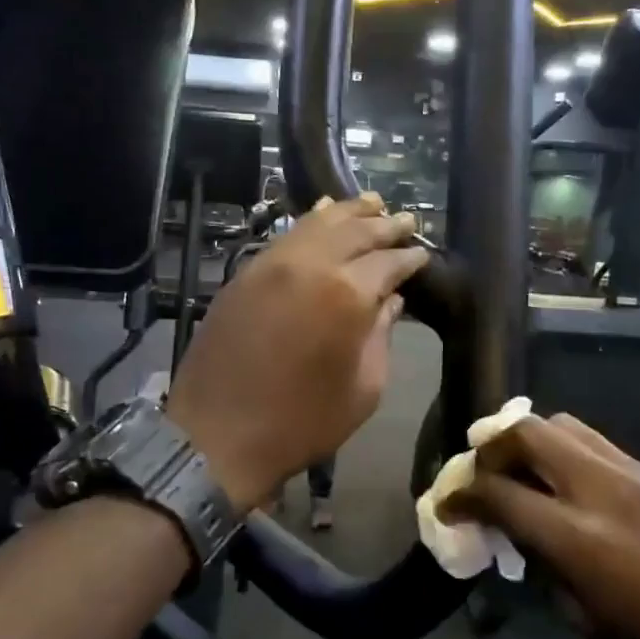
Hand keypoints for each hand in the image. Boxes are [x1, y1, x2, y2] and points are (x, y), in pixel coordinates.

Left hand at [167, 194, 427, 509]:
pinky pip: (286, 235)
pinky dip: (311, 221)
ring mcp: (272, 264)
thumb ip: (380, 337)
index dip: (410, 257)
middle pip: (356, 231)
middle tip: (406, 220)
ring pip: (318, 222)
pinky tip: (322, 213)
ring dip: (349, 212)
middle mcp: (311, 265)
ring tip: (372, 203)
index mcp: (347, 295)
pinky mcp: (246, 273)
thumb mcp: (363, 390)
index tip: (422, 254)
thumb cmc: (301, 422)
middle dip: (384, 224)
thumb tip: (390, 302)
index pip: (388, 262)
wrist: (217, 435)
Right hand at [452, 414, 639, 638]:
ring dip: (526, 441)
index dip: (461, 496)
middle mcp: (598, 489)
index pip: (499, 493)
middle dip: (489, 447)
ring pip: (559, 424)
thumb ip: (544, 566)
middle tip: (480, 473)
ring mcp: (629, 470)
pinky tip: (563, 480)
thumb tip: (520, 534)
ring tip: (519, 470)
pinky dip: (561, 450)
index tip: (446, 505)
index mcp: (578, 538)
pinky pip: (592, 440)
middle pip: (524, 432)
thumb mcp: (586, 618)